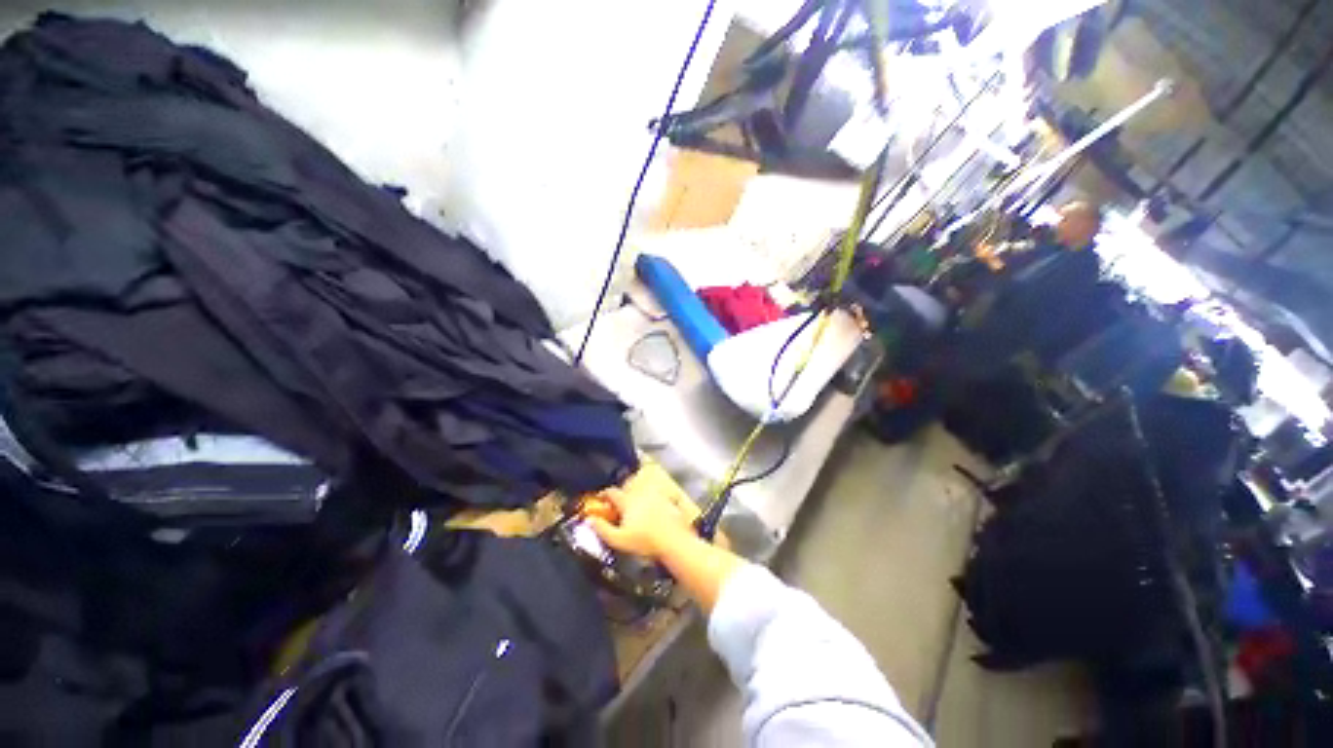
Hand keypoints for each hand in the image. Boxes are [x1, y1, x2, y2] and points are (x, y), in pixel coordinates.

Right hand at [587, 485, 696, 559]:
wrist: (673, 541)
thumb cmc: (644, 541)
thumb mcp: (618, 540)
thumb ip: (602, 529)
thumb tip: (590, 520)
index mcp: (628, 501)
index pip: (612, 492)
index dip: (604, 494)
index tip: (600, 499)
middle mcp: (641, 494)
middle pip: (627, 489)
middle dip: (620, 496)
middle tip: (616, 507)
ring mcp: (655, 495)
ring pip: (641, 491)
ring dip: (635, 497)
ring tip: (633, 509)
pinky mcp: (666, 500)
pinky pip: (655, 495)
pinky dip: (650, 500)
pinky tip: (650, 511)